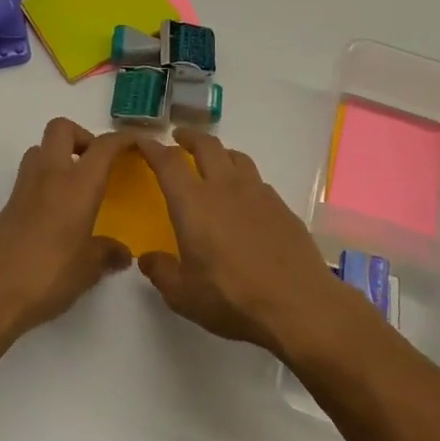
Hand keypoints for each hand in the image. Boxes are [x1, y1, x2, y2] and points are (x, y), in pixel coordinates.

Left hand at [0, 119, 133, 341]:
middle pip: (62, 128)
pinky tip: (56, 214)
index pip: (104, 146)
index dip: (123, 139)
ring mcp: (24, 189)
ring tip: (76, 186)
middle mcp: (50, 175)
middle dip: (83, 136)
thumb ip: (107, 254)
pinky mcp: (7, 207)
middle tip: (97, 164)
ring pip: (41, 149)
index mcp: (77, 184)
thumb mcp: (87, 269)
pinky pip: (30, 177)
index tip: (138, 143)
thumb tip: (122, 253)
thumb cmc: (47, 275)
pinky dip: (46, 181)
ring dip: (60, 156)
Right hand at [134, 131, 349, 356]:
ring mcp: (258, 193)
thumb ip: (162, 272)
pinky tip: (244, 197)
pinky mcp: (281, 206)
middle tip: (179, 138)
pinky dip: (243, 177)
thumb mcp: (184, 295)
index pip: (168, 163)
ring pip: (236, 156)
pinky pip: (257, 179)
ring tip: (213, 160)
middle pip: (206, 145)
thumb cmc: (232, 298)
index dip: (152, 148)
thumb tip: (148, 258)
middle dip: (189, 137)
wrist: (297, 302)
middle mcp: (225, 187)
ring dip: (219, 152)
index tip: (142, 140)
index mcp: (194, 203)